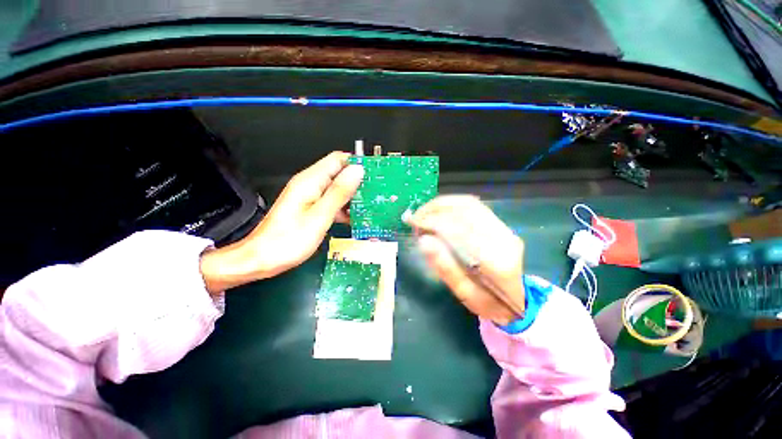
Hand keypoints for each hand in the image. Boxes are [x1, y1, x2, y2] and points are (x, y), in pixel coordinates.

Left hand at [200, 151, 363, 292]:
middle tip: (374, 193)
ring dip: (352, 196)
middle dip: (358, 181)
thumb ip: (339, 192)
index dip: (357, 164)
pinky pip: (331, 201)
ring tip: (368, 206)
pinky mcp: (310, 207)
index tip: (374, 174)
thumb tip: (357, 171)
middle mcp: (310, 184)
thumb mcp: (319, 216)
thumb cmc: (288, 240)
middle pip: (339, 173)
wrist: (262, 259)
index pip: (338, 159)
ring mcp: (310, 196)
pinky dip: (343, 207)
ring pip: (337, 188)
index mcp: (310, 181)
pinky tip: (352, 217)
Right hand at [408, 196, 524, 324]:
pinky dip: (452, 205)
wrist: (515, 300)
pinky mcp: (501, 225)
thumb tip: (424, 240)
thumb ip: (445, 267)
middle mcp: (504, 240)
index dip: (434, 221)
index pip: (461, 230)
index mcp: (496, 262)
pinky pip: (474, 207)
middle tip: (416, 217)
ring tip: (424, 212)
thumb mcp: (463, 293)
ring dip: (443, 205)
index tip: (414, 222)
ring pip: (470, 205)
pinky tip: (439, 211)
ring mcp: (505, 230)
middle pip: (466, 211)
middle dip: (436, 210)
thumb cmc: (487, 302)